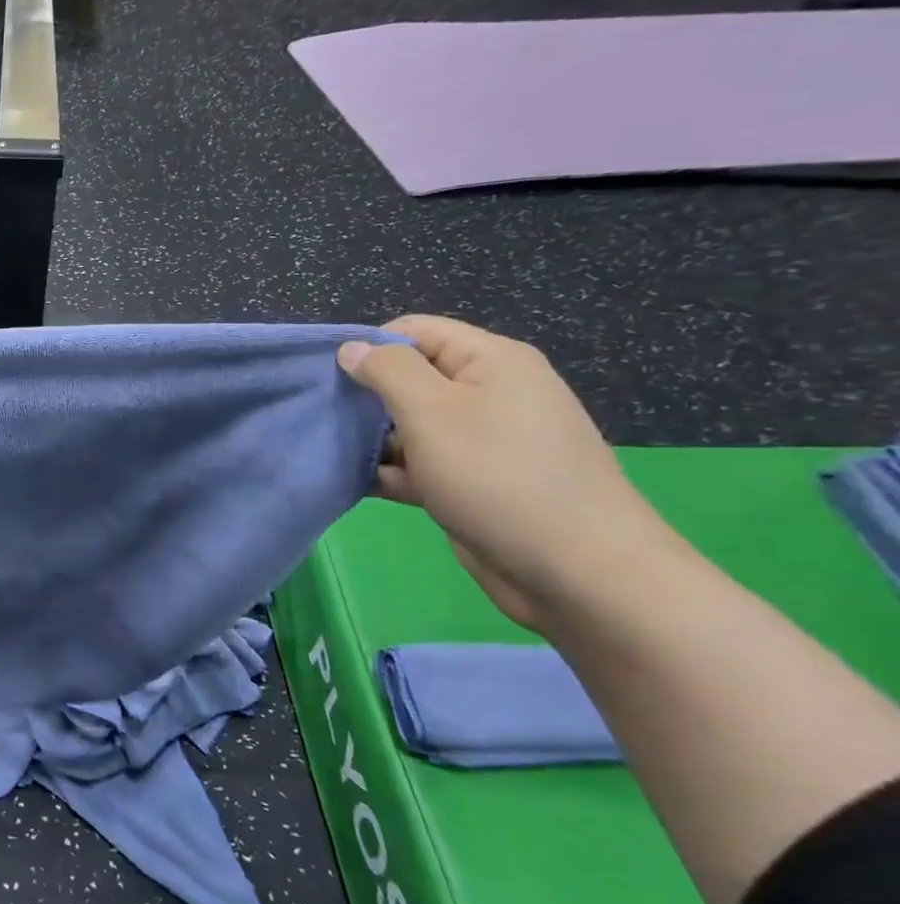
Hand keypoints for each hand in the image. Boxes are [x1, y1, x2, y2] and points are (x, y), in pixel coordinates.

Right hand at [337, 316, 678, 630]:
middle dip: (366, 398)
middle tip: (325, 421)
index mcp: (491, 361)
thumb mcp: (432, 412)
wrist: (578, 571)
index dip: (368, 349)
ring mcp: (485, 440)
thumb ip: (387, 371)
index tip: (328, 382)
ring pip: (411, 425)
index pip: (414, 331)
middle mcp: (491, 393)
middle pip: (410, 378)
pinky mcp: (476, 481)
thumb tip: (352, 348)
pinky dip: (394, 471)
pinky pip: (424, 463)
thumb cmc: (498, 478)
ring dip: (374, 440)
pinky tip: (361, 485)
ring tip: (333, 456)